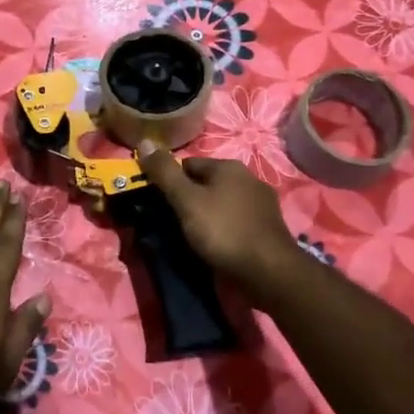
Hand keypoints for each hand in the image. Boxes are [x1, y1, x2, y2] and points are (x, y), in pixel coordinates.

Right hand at [136, 142, 305, 305]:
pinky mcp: (269, 227)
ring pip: (223, 203)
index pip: (188, 164)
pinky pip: (237, 221)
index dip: (170, 183)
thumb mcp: (187, 201)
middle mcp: (249, 178)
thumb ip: (165, 173)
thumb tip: (144, 141)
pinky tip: (218, 246)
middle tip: (174, 223)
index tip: (160, 205)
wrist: (270, 272)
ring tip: (194, 238)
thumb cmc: (224, 231)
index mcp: (229, 166)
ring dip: (208, 215)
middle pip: (206, 184)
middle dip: (189, 199)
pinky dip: (225, 229)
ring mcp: (262, 203)